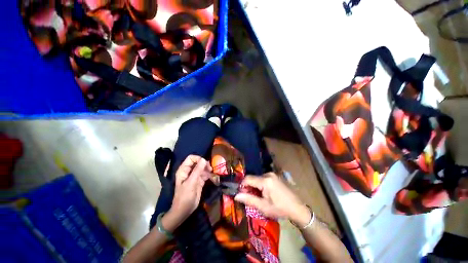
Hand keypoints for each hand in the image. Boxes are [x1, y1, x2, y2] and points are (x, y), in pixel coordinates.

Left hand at [163, 155, 211, 231]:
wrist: (184, 211)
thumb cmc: (184, 196)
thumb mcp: (191, 182)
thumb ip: (197, 170)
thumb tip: (204, 159)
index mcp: (184, 170)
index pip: (191, 158)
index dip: (198, 159)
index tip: (205, 163)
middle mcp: (189, 171)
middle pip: (198, 162)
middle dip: (204, 164)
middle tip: (210, 168)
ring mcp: (194, 176)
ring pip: (202, 168)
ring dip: (207, 169)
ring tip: (211, 173)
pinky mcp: (199, 181)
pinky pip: (205, 174)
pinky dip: (208, 175)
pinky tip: (211, 177)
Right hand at [234, 172, 310, 225]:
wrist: (297, 208)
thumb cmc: (280, 209)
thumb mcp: (263, 206)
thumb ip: (249, 199)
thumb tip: (236, 195)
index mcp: (265, 180)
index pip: (247, 179)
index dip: (242, 186)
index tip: (241, 194)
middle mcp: (268, 174)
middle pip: (253, 178)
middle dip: (249, 187)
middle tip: (250, 198)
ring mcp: (273, 174)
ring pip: (258, 178)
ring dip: (255, 186)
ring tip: (258, 197)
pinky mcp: (275, 176)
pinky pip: (263, 178)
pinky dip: (260, 185)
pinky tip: (264, 193)